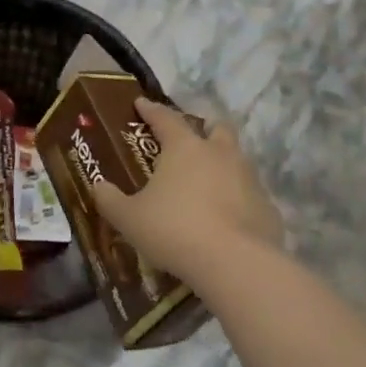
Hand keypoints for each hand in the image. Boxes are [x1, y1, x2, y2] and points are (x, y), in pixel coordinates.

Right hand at [92, 98, 282, 285]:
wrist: (235, 263)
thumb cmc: (174, 230)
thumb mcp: (129, 218)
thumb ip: (110, 200)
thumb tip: (98, 186)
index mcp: (185, 148)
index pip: (165, 118)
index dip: (151, 110)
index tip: (141, 103)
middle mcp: (220, 154)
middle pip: (215, 129)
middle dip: (203, 129)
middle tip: (188, 142)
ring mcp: (249, 178)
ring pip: (236, 159)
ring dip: (221, 164)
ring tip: (205, 183)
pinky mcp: (267, 206)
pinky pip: (248, 193)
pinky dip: (236, 198)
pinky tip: (224, 217)